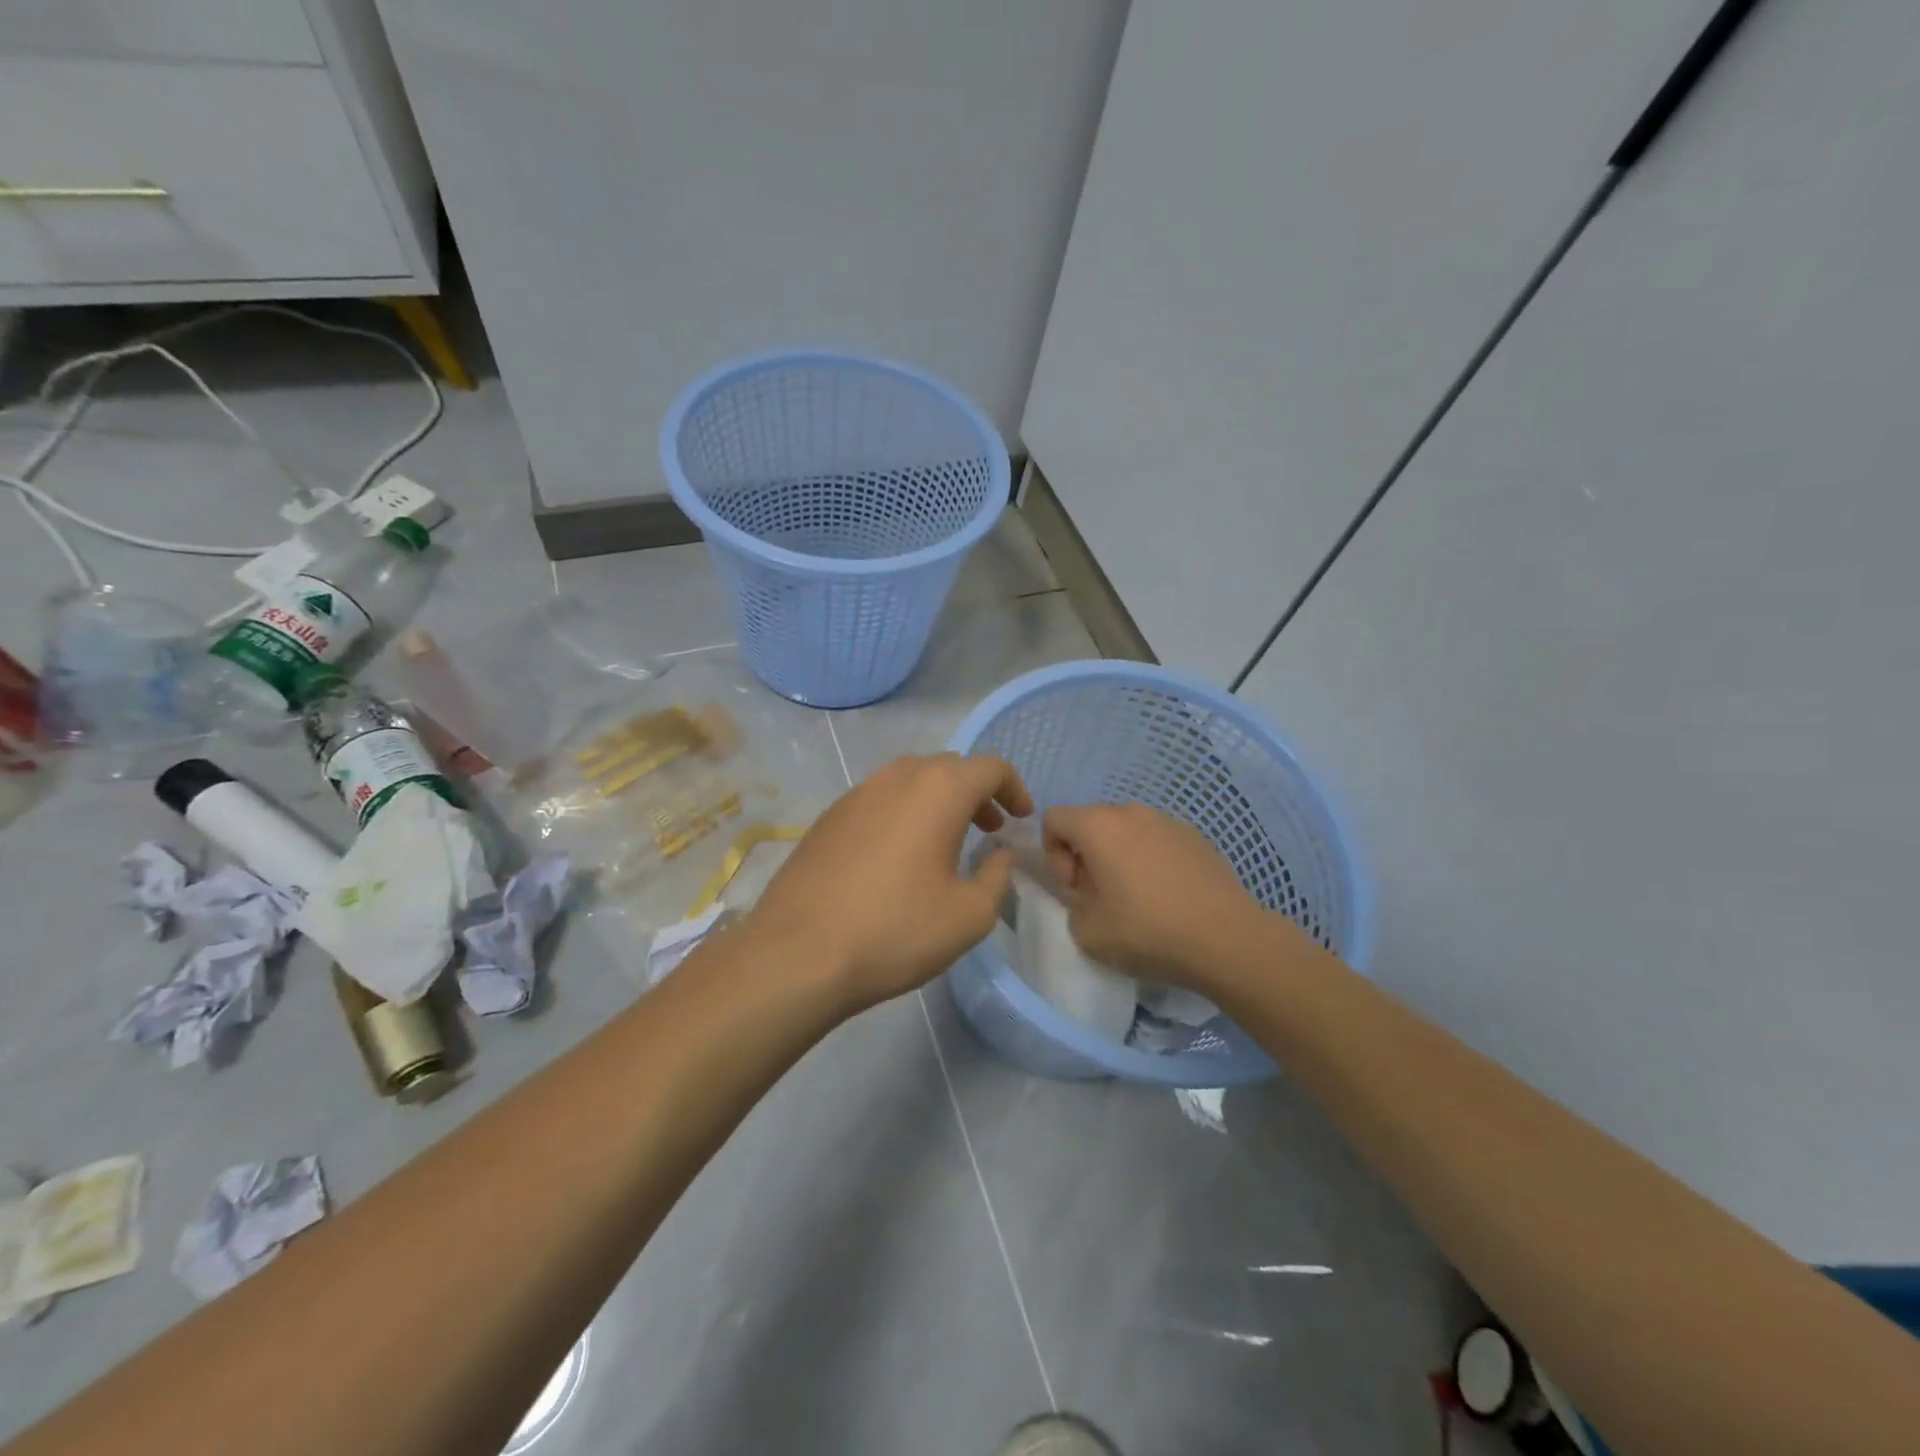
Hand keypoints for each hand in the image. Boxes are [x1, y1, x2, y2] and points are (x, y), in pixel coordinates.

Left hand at [745, 753, 1033, 1011]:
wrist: (797, 953)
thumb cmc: (895, 930)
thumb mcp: (969, 915)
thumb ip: (996, 876)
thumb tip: (998, 854)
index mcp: (938, 790)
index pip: (989, 767)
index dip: (1014, 788)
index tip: (1020, 819)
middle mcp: (896, 777)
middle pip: (949, 767)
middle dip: (977, 792)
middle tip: (989, 829)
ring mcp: (856, 794)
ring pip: (910, 779)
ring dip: (938, 800)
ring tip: (947, 841)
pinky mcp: (828, 817)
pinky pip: (879, 799)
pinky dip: (904, 812)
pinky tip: (899, 856)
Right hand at [1043, 802, 1292, 988]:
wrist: (1227, 939)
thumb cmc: (1148, 932)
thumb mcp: (1087, 933)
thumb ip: (1071, 905)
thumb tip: (1086, 896)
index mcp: (1098, 826)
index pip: (1053, 819)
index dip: (1053, 855)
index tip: (1075, 889)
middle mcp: (1131, 812)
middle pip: (1090, 822)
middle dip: (1085, 856)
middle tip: (1101, 897)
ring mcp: (1168, 821)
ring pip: (1126, 831)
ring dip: (1119, 857)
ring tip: (1137, 898)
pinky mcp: (1196, 837)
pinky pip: (1157, 840)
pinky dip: (1150, 860)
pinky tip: (1168, 897)